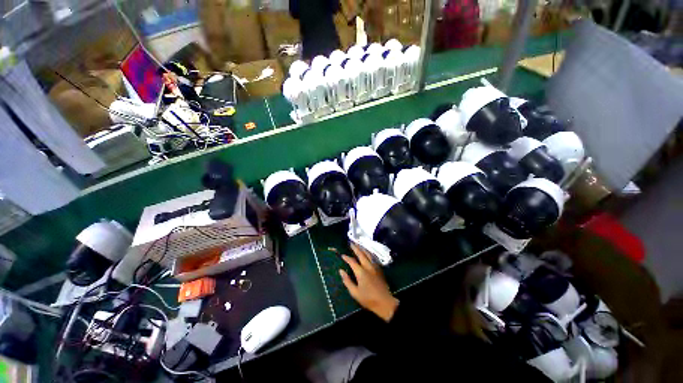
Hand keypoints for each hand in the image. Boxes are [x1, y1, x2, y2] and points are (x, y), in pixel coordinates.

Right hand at [339, 243, 398, 321]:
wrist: (385, 302)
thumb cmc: (368, 299)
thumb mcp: (355, 293)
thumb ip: (347, 281)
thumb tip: (341, 271)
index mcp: (361, 272)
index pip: (352, 261)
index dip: (347, 258)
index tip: (342, 255)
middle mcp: (368, 266)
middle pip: (361, 254)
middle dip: (355, 248)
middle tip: (351, 243)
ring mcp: (375, 266)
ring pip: (368, 254)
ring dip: (363, 248)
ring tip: (358, 244)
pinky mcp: (379, 268)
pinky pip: (373, 257)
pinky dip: (369, 252)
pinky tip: (367, 252)